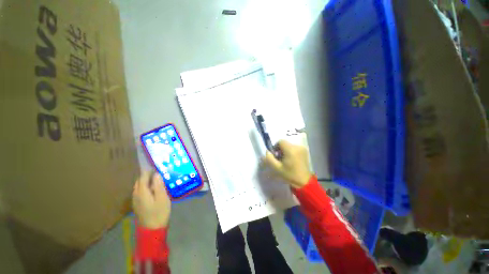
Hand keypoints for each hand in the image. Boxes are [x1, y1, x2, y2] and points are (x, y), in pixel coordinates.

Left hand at [132, 171, 170, 228]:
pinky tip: (152, 190)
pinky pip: (139, 192)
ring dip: (145, 181)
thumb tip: (156, 174)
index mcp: (142, 192)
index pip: (143, 177)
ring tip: (156, 180)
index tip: (155, 166)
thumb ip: (159, 185)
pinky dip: (145, 187)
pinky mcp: (138, 205)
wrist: (152, 230)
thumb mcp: (162, 198)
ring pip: (139, 187)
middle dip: (146, 175)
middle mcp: (136, 195)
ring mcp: (135, 201)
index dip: (148, 171)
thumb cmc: (159, 212)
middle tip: (157, 172)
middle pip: (139, 181)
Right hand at [264, 140, 312, 188]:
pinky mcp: (305, 151)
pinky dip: (291, 152)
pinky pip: (294, 148)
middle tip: (280, 159)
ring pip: (289, 146)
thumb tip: (267, 151)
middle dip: (280, 150)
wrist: (304, 182)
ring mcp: (302, 149)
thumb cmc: (289, 175)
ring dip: (285, 151)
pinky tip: (291, 160)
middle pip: (285, 143)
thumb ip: (269, 158)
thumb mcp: (276, 168)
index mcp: (290, 150)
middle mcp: (297, 147)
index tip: (275, 155)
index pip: (280, 141)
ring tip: (286, 160)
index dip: (275, 147)